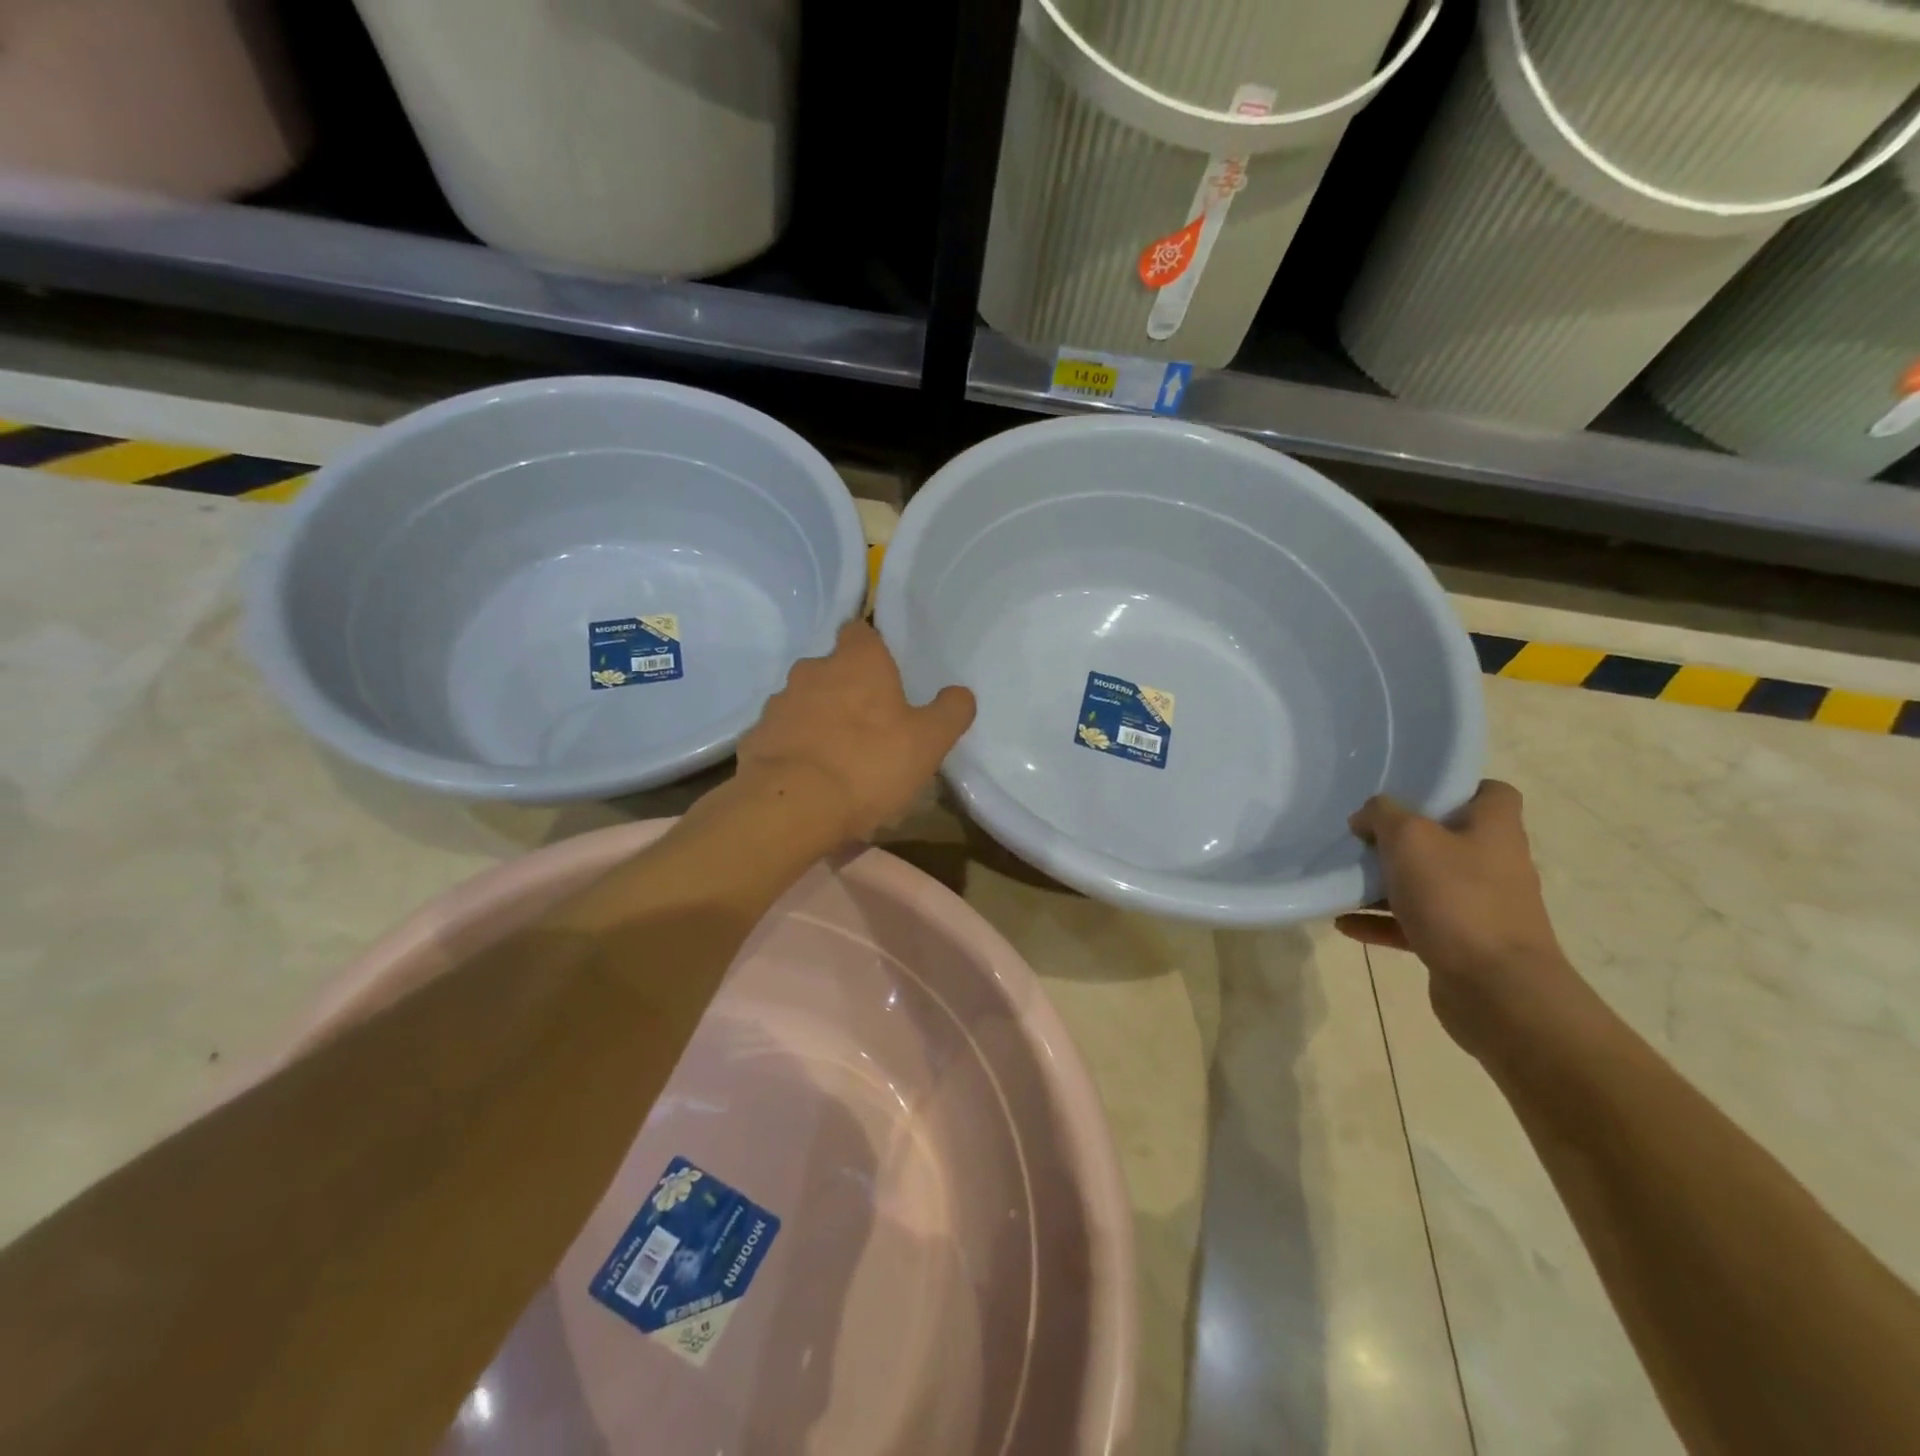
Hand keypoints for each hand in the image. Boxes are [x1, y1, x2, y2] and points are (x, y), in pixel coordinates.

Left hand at [735, 621, 975, 841]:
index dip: (873, 648)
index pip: (861, 632)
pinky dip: (795, 748)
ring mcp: (778, 703)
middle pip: (832, 669)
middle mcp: (812, 670)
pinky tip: (809, 778)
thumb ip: (950, 712)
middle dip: (847, 689)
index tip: (885, 674)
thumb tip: (961, 693)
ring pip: (805, 702)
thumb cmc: (868, 763)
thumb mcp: (929, 742)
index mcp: (857, 661)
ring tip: (838, 757)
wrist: (791, 806)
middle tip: (869, 724)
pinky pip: (782, 735)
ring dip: (819, 719)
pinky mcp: (755, 737)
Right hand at [1336, 780, 1579, 1058]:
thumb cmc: (1458, 899)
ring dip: (1386, 882)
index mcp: (1494, 830)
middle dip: (1404, 837)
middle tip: (1363, 835)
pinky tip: (1344, 923)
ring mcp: (1479, 908)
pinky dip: (1380, 922)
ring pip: (1427, 883)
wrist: (1497, 990)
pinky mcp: (1461, 945)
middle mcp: (1494, 865)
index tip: (1412, 792)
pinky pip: (1414, 924)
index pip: (1491, 793)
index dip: (1455, 786)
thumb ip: (1383, 815)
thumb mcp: (1410, 839)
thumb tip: (1367, 816)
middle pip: (1449, 838)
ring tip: (1345, 879)